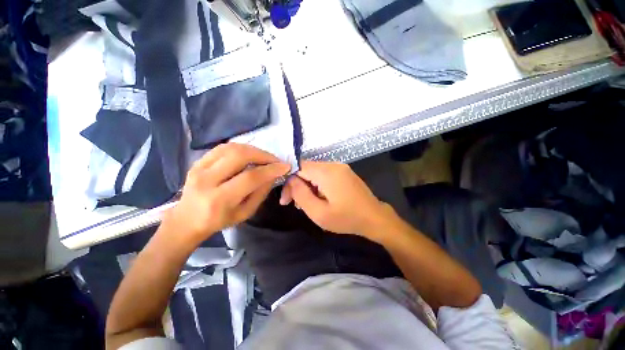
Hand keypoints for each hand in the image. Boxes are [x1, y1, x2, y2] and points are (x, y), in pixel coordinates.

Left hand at [162, 143, 289, 245]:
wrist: (187, 219)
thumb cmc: (219, 220)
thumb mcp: (245, 213)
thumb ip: (260, 193)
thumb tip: (273, 175)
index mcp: (220, 199)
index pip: (250, 177)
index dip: (271, 169)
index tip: (285, 166)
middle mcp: (207, 180)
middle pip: (239, 156)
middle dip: (263, 155)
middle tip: (274, 160)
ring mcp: (199, 168)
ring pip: (231, 148)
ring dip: (253, 149)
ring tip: (264, 157)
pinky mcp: (197, 162)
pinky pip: (222, 147)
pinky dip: (240, 148)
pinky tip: (249, 154)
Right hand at [280, 161, 394, 239]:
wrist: (375, 218)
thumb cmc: (347, 218)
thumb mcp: (319, 213)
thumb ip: (301, 194)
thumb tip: (290, 180)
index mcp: (326, 172)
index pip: (298, 167)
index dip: (289, 182)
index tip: (286, 200)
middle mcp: (333, 164)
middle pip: (306, 169)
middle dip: (297, 186)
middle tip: (296, 205)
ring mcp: (340, 167)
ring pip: (314, 172)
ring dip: (307, 186)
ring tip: (307, 204)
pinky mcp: (344, 172)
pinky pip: (324, 175)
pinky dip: (317, 185)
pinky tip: (319, 198)